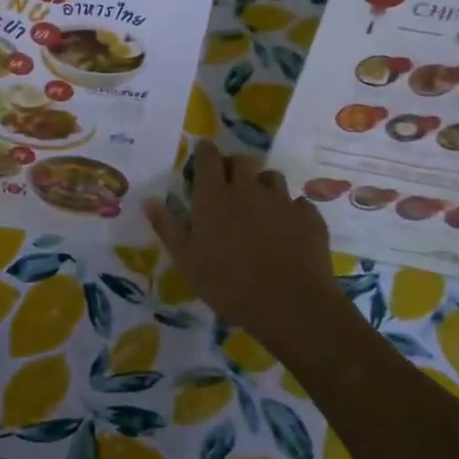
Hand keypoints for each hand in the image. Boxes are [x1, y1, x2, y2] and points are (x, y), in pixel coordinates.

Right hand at [143, 141, 346, 349]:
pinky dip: (291, 210)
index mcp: (214, 196)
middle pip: (242, 160)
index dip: (205, 153)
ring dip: (263, 185)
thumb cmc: (228, 284)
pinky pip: (298, 203)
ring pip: (272, 177)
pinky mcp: (309, 217)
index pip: (208, 157)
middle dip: (234, 166)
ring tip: (259, 206)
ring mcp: (282, 201)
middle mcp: (248, 189)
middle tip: (229, 184)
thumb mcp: (186, 260)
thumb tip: (148, 200)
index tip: (203, 157)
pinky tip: (287, 229)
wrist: (291, 305)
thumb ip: (168, 227)